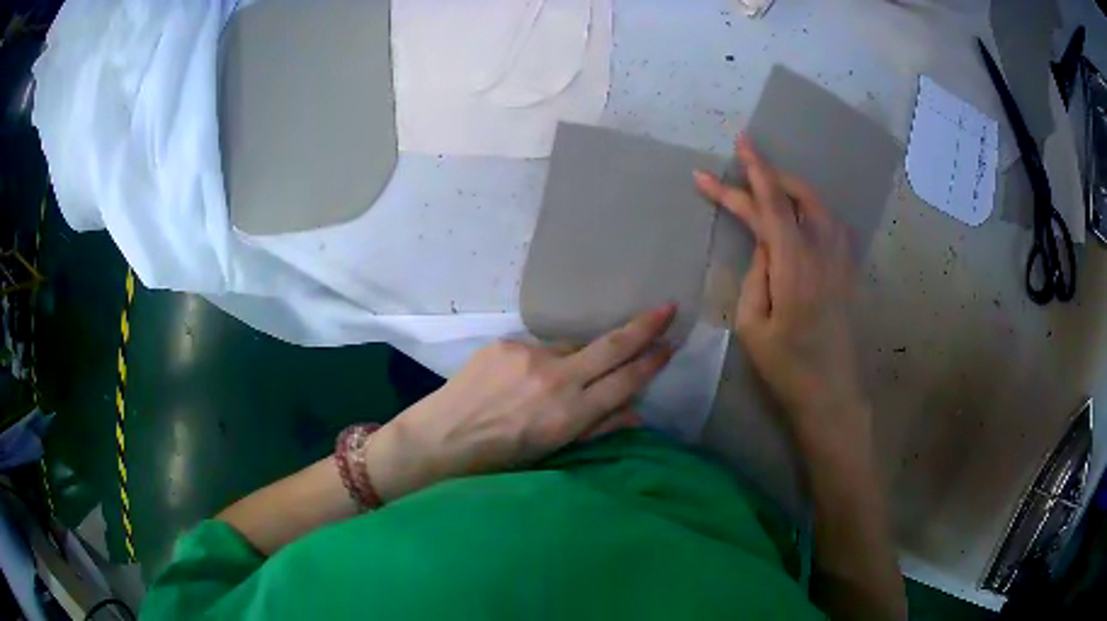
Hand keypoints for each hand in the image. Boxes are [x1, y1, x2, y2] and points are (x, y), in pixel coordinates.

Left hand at [363, 306, 675, 501]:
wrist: (442, 439)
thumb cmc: (500, 458)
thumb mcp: (552, 451)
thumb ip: (596, 428)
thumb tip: (635, 412)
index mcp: (569, 414)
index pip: (623, 382)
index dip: (650, 364)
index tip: (668, 346)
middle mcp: (555, 379)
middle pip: (610, 347)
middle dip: (643, 327)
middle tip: (667, 308)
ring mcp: (529, 356)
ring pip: (572, 346)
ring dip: (579, 357)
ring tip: (557, 381)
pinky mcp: (506, 344)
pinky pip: (539, 346)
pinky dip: (543, 360)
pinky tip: (526, 379)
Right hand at [694, 136, 868, 447]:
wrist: (832, 394)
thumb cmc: (786, 367)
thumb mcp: (752, 325)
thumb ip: (756, 275)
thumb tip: (764, 245)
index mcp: (793, 264)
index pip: (771, 204)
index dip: (750, 173)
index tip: (733, 147)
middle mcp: (822, 252)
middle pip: (798, 194)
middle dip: (768, 171)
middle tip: (743, 159)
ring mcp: (841, 259)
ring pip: (819, 204)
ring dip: (791, 186)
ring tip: (767, 183)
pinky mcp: (848, 271)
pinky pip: (832, 223)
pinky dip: (812, 207)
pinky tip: (801, 212)